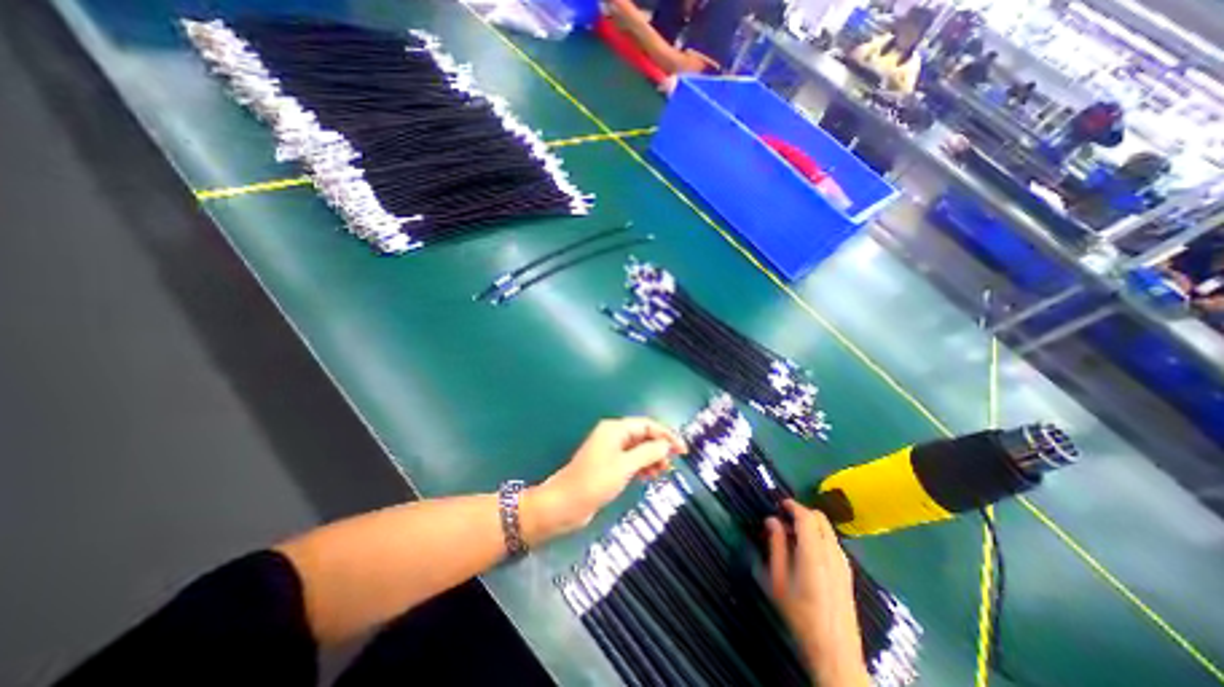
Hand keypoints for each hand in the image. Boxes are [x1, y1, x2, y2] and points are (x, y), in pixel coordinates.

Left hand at [519, 419, 684, 548]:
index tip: (682, 449)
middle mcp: (613, 436)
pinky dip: (642, 466)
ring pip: (638, 449)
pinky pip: (631, 460)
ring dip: (652, 458)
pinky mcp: (609, 465)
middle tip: (673, 463)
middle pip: (643, 436)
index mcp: (615, 429)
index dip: (666, 434)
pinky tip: (649, 476)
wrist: (565, 504)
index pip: (646, 425)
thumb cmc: (595, 482)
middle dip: (659, 447)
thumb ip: (647, 453)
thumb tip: (666, 444)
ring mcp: (610, 451)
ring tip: (663, 472)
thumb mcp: (625, 466)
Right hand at [763, 499, 868, 685]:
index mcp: (814, 554)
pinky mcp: (847, 573)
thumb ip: (776, 546)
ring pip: (828, 530)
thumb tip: (772, 521)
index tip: (778, 504)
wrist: (835, 652)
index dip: (792, 505)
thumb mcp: (778, 580)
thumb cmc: (800, 615)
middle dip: (802, 512)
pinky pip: (833, 542)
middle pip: (820, 519)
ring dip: (811, 524)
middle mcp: (832, 553)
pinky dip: (819, 535)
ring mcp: (843, 563)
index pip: (806, 517)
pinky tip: (806, 551)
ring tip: (792, 535)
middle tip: (783, 519)